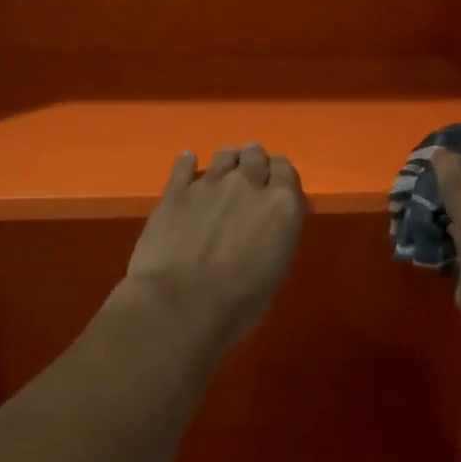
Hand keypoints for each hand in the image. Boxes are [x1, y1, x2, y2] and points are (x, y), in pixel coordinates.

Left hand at [124, 144, 305, 354]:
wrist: (179, 306)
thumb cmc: (239, 302)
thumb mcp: (276, 270)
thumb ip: (277, 235)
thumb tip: (271, 224)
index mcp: (281, 205)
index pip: (286, 170)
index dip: (280, 174)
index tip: (276, 184)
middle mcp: (247, 184)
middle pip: (255, 155)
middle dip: (255, 162)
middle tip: (252, 175)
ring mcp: (208, 184)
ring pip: (224, 155)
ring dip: (229, 159)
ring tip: (226, 167)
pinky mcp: (174, 192)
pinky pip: (183, 166)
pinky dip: (188, 162)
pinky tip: (188, 161)